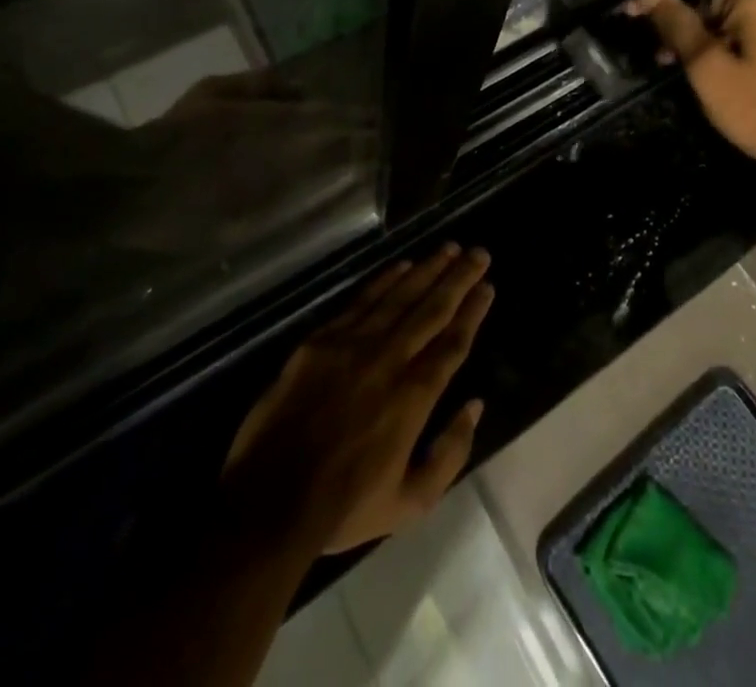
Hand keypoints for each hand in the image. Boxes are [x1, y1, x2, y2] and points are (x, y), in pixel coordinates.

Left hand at [222, 244, 493, 554]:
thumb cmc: (344, 507)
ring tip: (448, 248)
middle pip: (432, 308)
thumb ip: (450, 454)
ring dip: (427, 269)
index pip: (453, 341)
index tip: (487, 286)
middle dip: (459, 278)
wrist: (268, 503)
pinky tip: (402, 266)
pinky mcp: (321, 341)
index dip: (473, 311)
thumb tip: (475, 406)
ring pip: (399, 296)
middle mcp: (389, 359)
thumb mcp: (410, 503)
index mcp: (414, 395)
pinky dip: (385, 280)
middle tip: (479, 252)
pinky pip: (361, 301)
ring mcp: (353, 344)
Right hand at [627, 0, 755, 164]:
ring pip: (730, 10)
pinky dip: (726, 36)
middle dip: (682, 19)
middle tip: (657, 52)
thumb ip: (676, 24)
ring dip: (702, 31)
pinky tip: (709, 61)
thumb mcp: (707, 67)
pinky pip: (751, 23)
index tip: (634, 16)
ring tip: (676, 62)